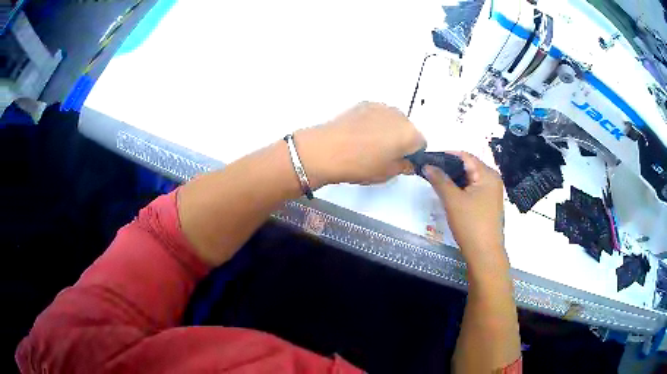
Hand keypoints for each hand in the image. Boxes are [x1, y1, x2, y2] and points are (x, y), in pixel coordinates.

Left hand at [296, 102, 425, 186]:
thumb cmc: (360, 165)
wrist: (327, 150)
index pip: (421, 144)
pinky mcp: (365, 103)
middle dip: (401, 140)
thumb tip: (408, 162)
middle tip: (383, 155)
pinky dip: (374, 122)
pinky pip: (378, 114)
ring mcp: (381, 107)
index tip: (400, 162)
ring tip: (368, 144)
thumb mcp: (386, 173)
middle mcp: (400, 116)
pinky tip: (359, 133)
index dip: (413, 155)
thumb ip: (403, 166)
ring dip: (388, 129)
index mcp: (410, 134)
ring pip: (392, 120)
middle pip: (408, 129)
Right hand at [423, 152, 505, 263]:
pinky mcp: (489, 204)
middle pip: (469, 166)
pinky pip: (473, 189)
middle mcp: (493, 179)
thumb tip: (427, 165)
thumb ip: (440, 180)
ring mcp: (492, 193)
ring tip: (436, 181)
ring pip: (470, 179)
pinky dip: (461, 189)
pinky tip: (450, 194)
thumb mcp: (453, 200)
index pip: (465, 156)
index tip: (429, 158)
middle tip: (430, 171)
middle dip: (449, 167)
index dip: (446, 155)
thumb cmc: (471, 224)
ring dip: (454, 179)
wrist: (484, 253)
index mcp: (488, 174)